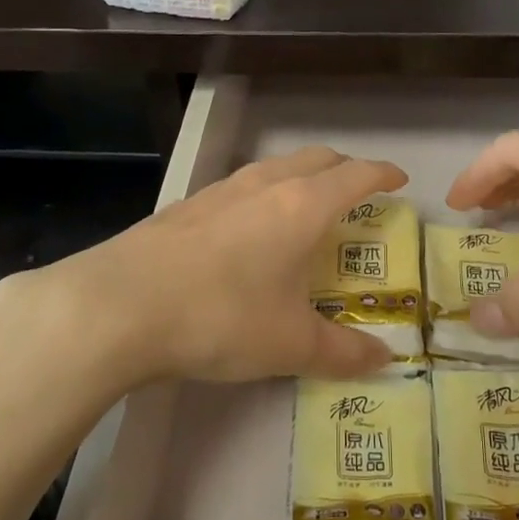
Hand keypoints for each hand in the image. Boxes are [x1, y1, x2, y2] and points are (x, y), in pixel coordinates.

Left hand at [0, 146, 409, 389]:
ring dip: (300, 177)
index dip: (382, 174)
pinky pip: (240, 187)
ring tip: (305, 207)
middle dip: (343, 169)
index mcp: (302, 206)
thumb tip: (383, 361)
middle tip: (358, 192)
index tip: (399, 180)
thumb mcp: (290, 344)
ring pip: (274, 167)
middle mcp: (264, 185)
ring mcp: (220, 190)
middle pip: (316, 158)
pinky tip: (248, 230)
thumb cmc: (221, 317)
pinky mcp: (186, 205)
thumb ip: (342, 352)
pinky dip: (262, 194)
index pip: (356, 176)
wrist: (119, 305)